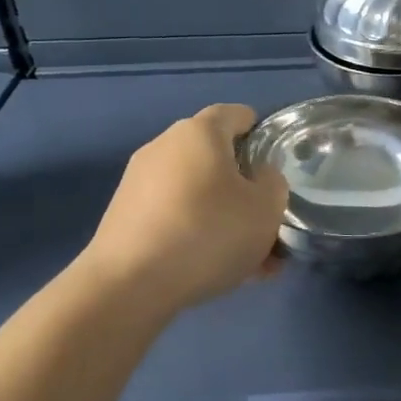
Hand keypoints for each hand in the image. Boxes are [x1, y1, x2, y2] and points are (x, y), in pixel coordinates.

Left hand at [83, 104, 289, 313]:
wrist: (128, 286)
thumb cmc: (208, 233)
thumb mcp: (266, 209)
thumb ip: (273, 184)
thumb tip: (259, 176)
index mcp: (200, 132)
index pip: (236, 114)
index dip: (260, 134)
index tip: (276, 164)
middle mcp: (165, 146)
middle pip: (216, 158)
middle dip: (244, 187)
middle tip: (267, 220)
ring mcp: (140, 181)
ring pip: (198, 193)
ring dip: (225, 217)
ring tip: (250, 259)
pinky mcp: (125, 216)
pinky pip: (175, 216)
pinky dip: (198, 233)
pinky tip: (218, 270)